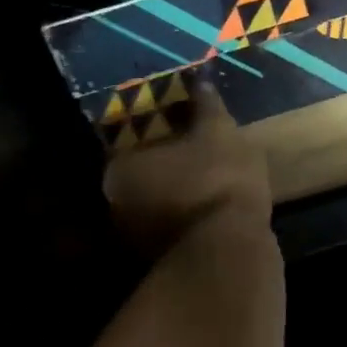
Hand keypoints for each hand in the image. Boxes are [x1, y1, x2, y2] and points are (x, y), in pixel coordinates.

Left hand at [102, 79, 272, 256]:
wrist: (231, 251)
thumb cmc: (218, 179)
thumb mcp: (219, 132)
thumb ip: (207, 107)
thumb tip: (200, 81)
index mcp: (119, 169)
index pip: (128, 142)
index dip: (153, 133)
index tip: (176, 126)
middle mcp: (115, 206)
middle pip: (139, 177)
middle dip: (161, 167)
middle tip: (191, 153)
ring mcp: (136, 241)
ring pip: (154, 207)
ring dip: (172, 196)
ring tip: (204, 182)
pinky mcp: (160, 265)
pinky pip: (171, 231)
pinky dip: (184, 221)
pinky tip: (209, 211)